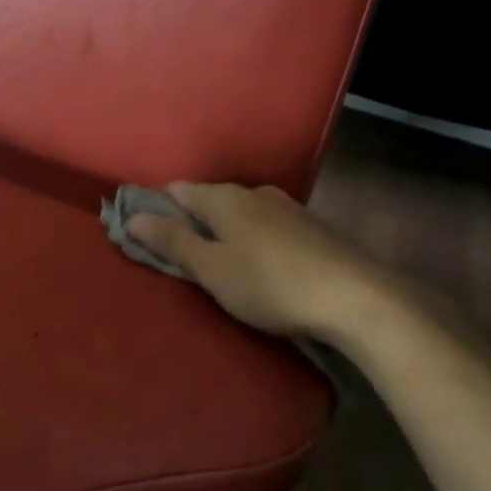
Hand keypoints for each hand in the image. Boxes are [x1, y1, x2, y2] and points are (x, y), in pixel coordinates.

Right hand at [125, 183, 410, 346]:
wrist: (358, 299)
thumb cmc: (270, 284)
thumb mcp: (211, 269)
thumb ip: (172, 241)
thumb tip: (132, 216)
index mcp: (224, 198)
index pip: (177, 191)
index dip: (156, 209)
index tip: (145, 235)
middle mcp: (255, 193)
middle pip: (209, 200)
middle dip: (190, 222)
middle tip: (180, 257)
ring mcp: (288, 208)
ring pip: (240, 213)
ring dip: (223, 232)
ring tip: (217, 263)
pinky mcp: (312, 229)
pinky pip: (266, 227)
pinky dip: (251, 240)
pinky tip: (258, 265)